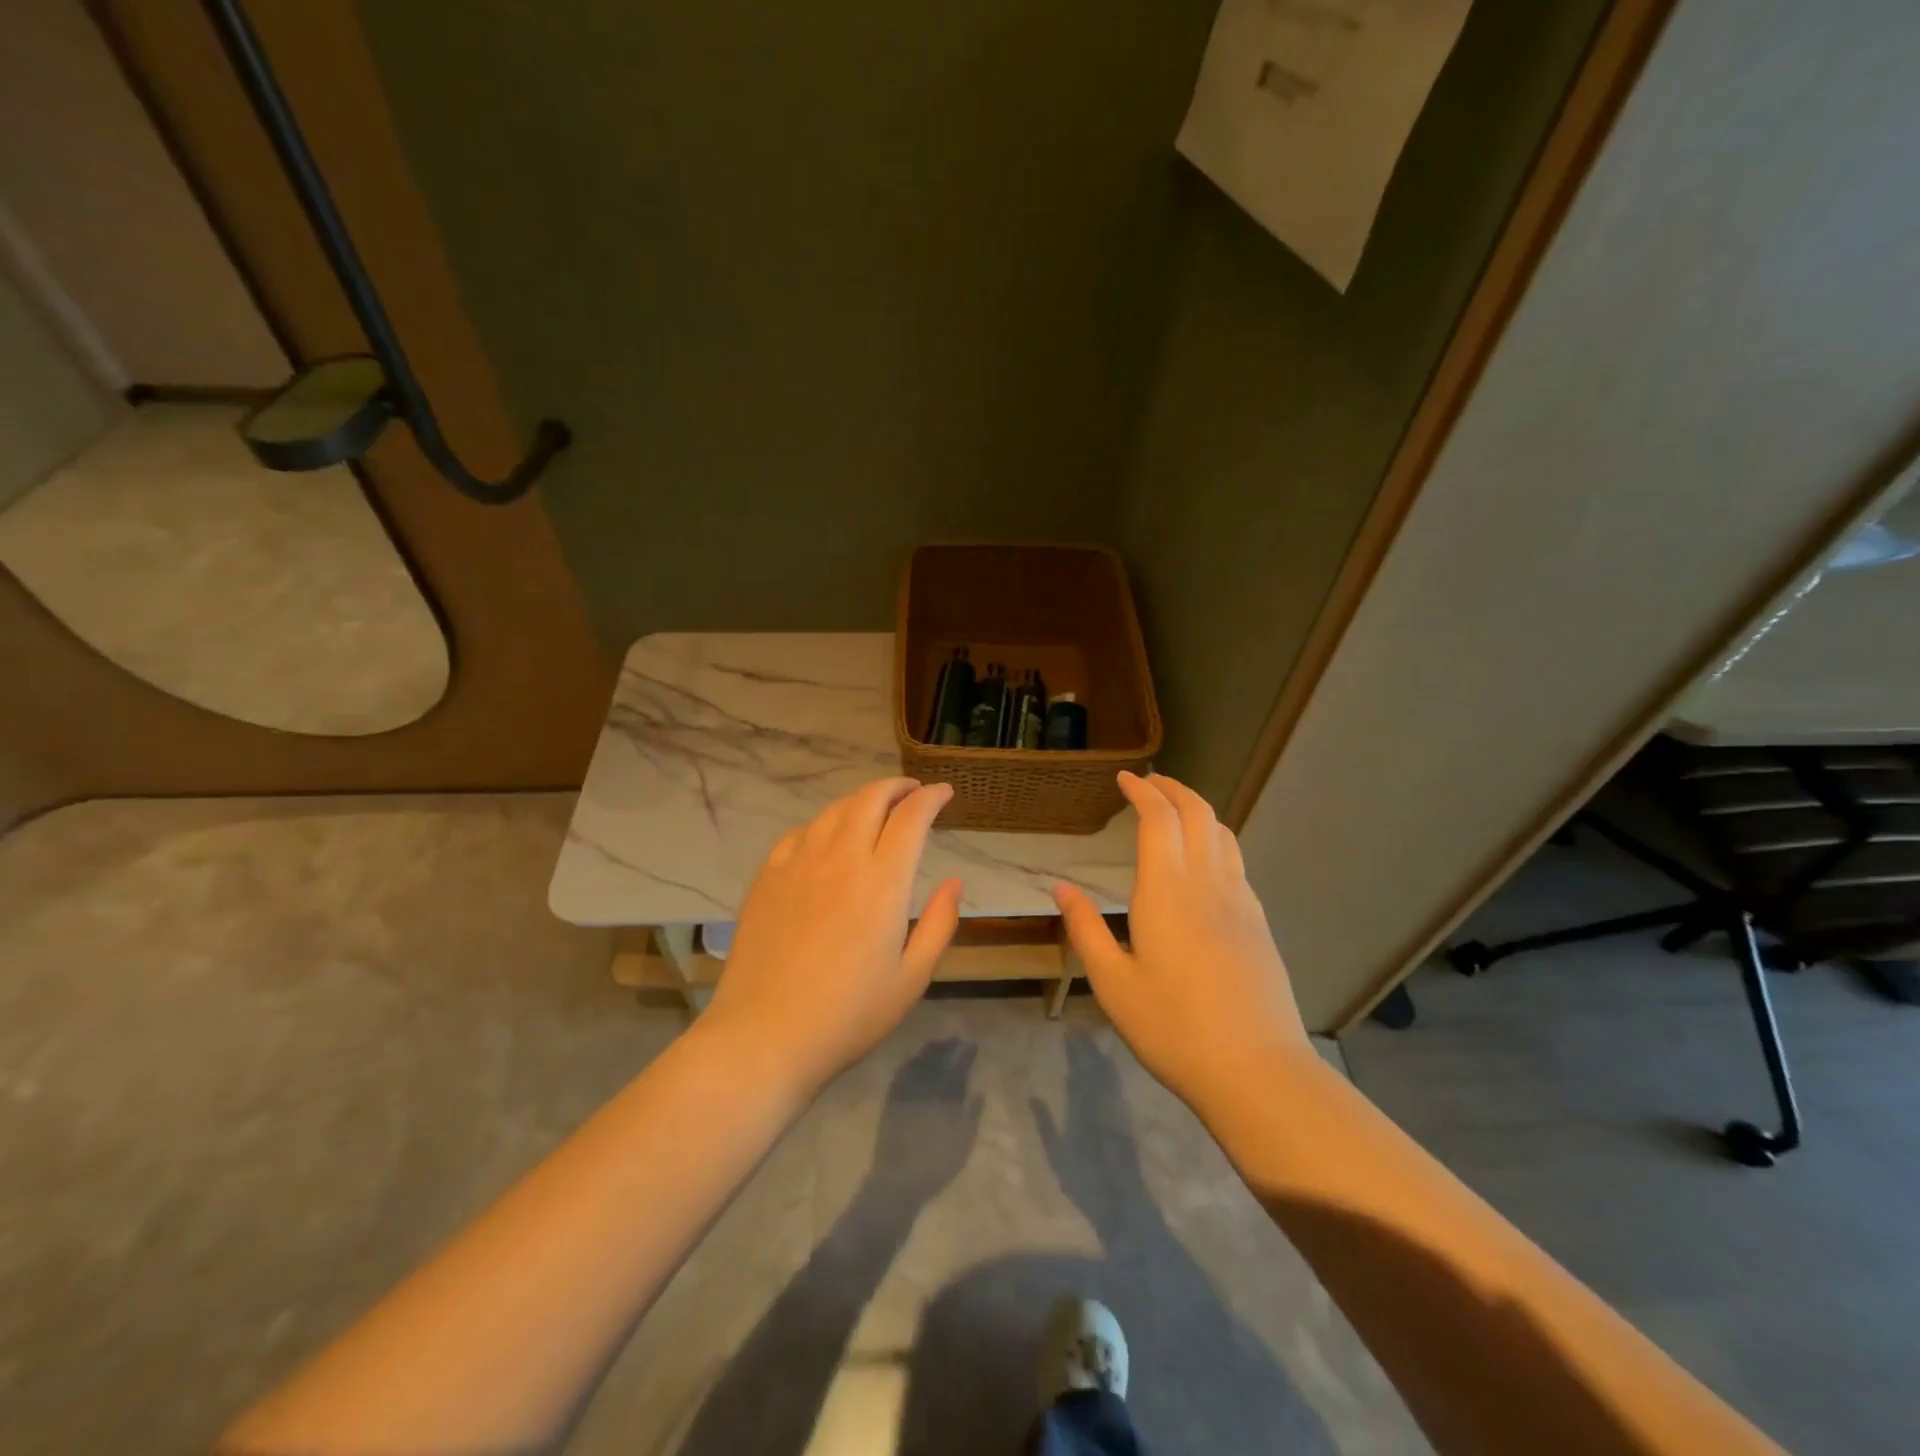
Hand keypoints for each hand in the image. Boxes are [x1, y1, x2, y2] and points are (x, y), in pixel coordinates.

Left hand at [707, 778, 962, 1094]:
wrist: (764, 1035)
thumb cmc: (848, 1015)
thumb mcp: (911, 978)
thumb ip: (939, 924)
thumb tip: (954, 882)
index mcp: (882, 882)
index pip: (912, 817)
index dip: (931, 797)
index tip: (943, 793)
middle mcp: (841, 858)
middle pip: (870, 799)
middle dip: (897, 787)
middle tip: (912, 793)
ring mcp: (799, 863)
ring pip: (834, 810)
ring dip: (861, 800)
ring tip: (875, 810)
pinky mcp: (768, 876)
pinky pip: (801, 832)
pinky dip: (825, 824)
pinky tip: (828, 838)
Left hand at [868, 1039, 982, 1202]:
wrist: (897, 1180)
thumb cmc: (935, 1166)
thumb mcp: (962, 1144)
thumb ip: (971, 1115)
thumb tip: (979, 1091)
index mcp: (945, 1099)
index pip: (957, 1069)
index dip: (965, 1055)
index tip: (971, 1044)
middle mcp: (926, 1090)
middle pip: (938, 1061)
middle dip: (948, 1048)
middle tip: (956, 1040)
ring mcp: (906, 1093)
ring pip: (919, 1063)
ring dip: (929, 1052)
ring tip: (938, 1044)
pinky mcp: (891, 1101)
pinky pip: (901, 1074)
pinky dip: (910, 1063)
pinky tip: (914, 1060)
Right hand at [1054, 772, 1309, 1115]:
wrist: (1256, 1069)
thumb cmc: (1172, 1027)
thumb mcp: (1113, 983)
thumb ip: (1085, 929)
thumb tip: (1062, 887)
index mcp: (1166, 890)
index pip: (1158, 818)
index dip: (1142, 791)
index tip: (1125, 779)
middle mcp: (1207, 882)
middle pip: (1197, 813)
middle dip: (1173, 788)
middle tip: (1150, 782)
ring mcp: (1240, 900)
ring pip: (1223, 833)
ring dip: (1198, 810)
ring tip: (1176, 810)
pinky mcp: (1258, 922)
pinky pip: (1236, 860)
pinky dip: (1216, 839)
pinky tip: (1204, 860)